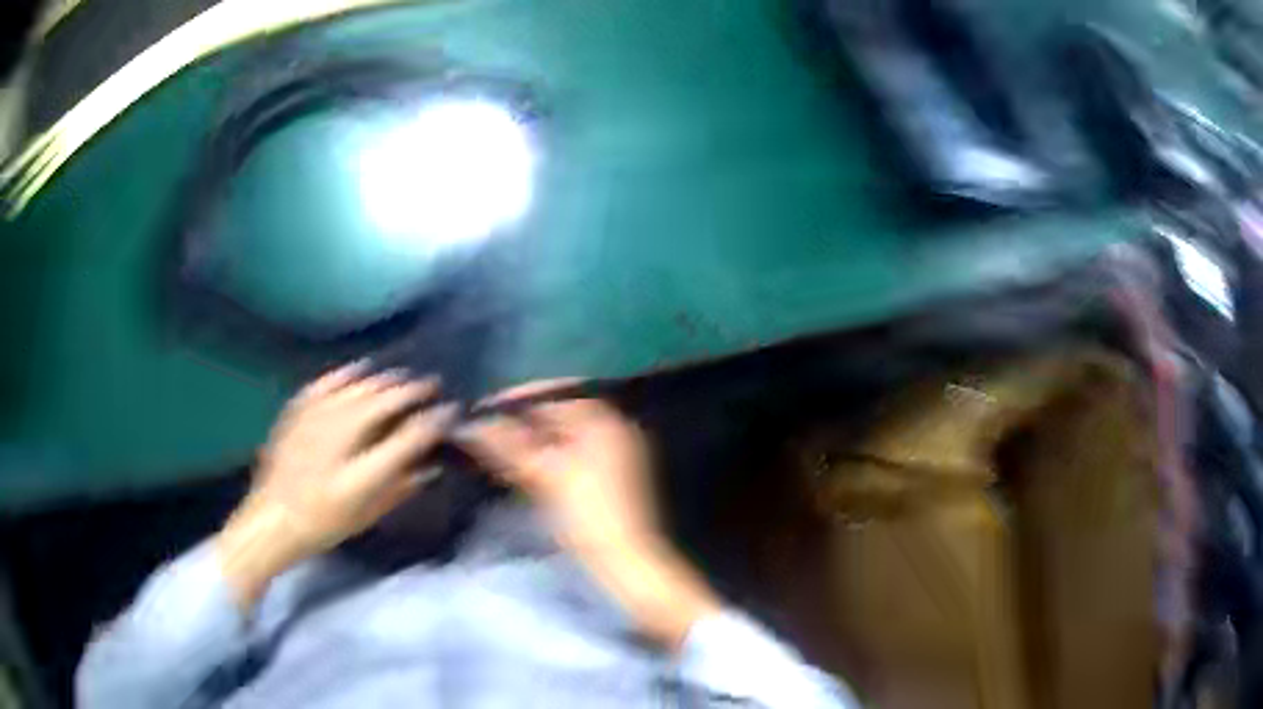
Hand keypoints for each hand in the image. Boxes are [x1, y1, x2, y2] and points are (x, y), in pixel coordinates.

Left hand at [216, 363, 457, 609]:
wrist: (273, 520)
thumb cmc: (324, 524)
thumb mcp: (368, 514)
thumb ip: (400, 488)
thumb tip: (429, 465)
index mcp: (361, 473)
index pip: (407, 437)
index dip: (432, 420)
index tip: (449, 410)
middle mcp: (340, 439)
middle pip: (382, 402)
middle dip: (411, 391)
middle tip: (430, 386)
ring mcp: (315, 422)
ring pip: (356, 388)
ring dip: (384, 380)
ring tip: (402, 378)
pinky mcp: (297, 413)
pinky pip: (326, 384)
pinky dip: (346, 374)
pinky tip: (359, 369)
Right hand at [456, 381, 720, 649]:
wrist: (626, 562)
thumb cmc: (589, 514)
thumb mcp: (545, 475)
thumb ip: (507, 444)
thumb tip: (470, 423)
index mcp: (604, 419)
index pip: (554, 392)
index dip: (516, 398)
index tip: (480, 408)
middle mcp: (610, 428)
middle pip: (556, 413)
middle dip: (518, 420)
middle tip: (481, 428)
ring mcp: (609, 454)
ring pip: (558, 435)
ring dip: (525, 439)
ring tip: (490, 445)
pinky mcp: (602, 477)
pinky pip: (565, 454)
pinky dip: (540, 456)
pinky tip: (514, 464)